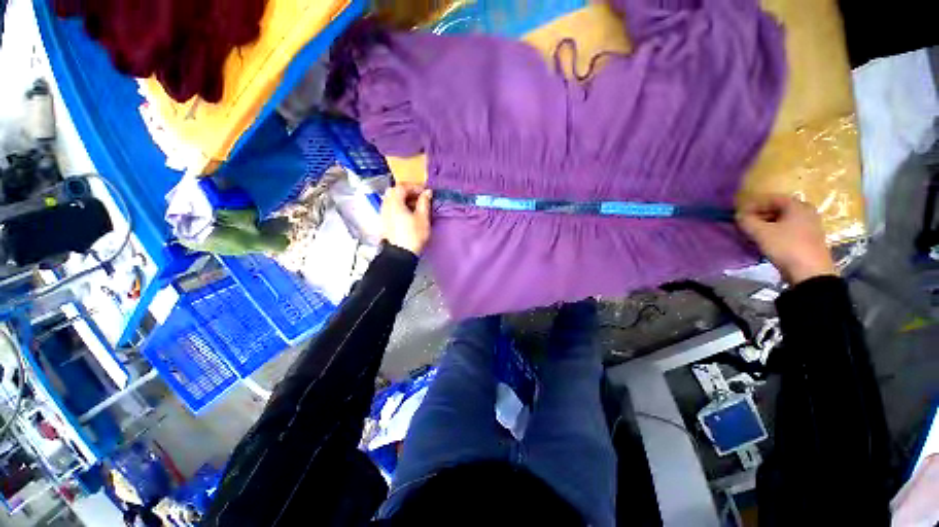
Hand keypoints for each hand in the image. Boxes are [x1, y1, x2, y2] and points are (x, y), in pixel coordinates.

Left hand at [381, 185, 431, 255]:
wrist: (400, 254)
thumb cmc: (413, 235)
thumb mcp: (423, 218)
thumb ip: (424, 202)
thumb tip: (427, 192)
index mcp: (394, 202)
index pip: (402, 186)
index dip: (414, 187)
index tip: (425, 193)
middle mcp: (386, 205)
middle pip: (394, 191)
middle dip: (407, 192)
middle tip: (419, 198)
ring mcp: (383, 213)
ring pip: (391, 200)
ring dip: (403, 199)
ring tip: (415, 207)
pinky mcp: (384, 222)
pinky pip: (390, 208)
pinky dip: (399, 207)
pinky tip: (408, 215)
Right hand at [737, 195, 836, 284]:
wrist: (810, 272)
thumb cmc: (786, 246)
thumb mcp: (761, 233)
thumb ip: (747, 221)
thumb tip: (738, 214)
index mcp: (797, 205)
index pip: (771, 199)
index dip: (753, 205)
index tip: (739, 214)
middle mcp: (807, 211)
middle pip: (778, 209)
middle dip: (760, 215)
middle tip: (746, 224)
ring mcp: (811, 225)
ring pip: (783, 220)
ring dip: (767, 225)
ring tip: (754, 233)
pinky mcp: (810, 238)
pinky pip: (789, 229)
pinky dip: (776, 232)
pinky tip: (767, 241)